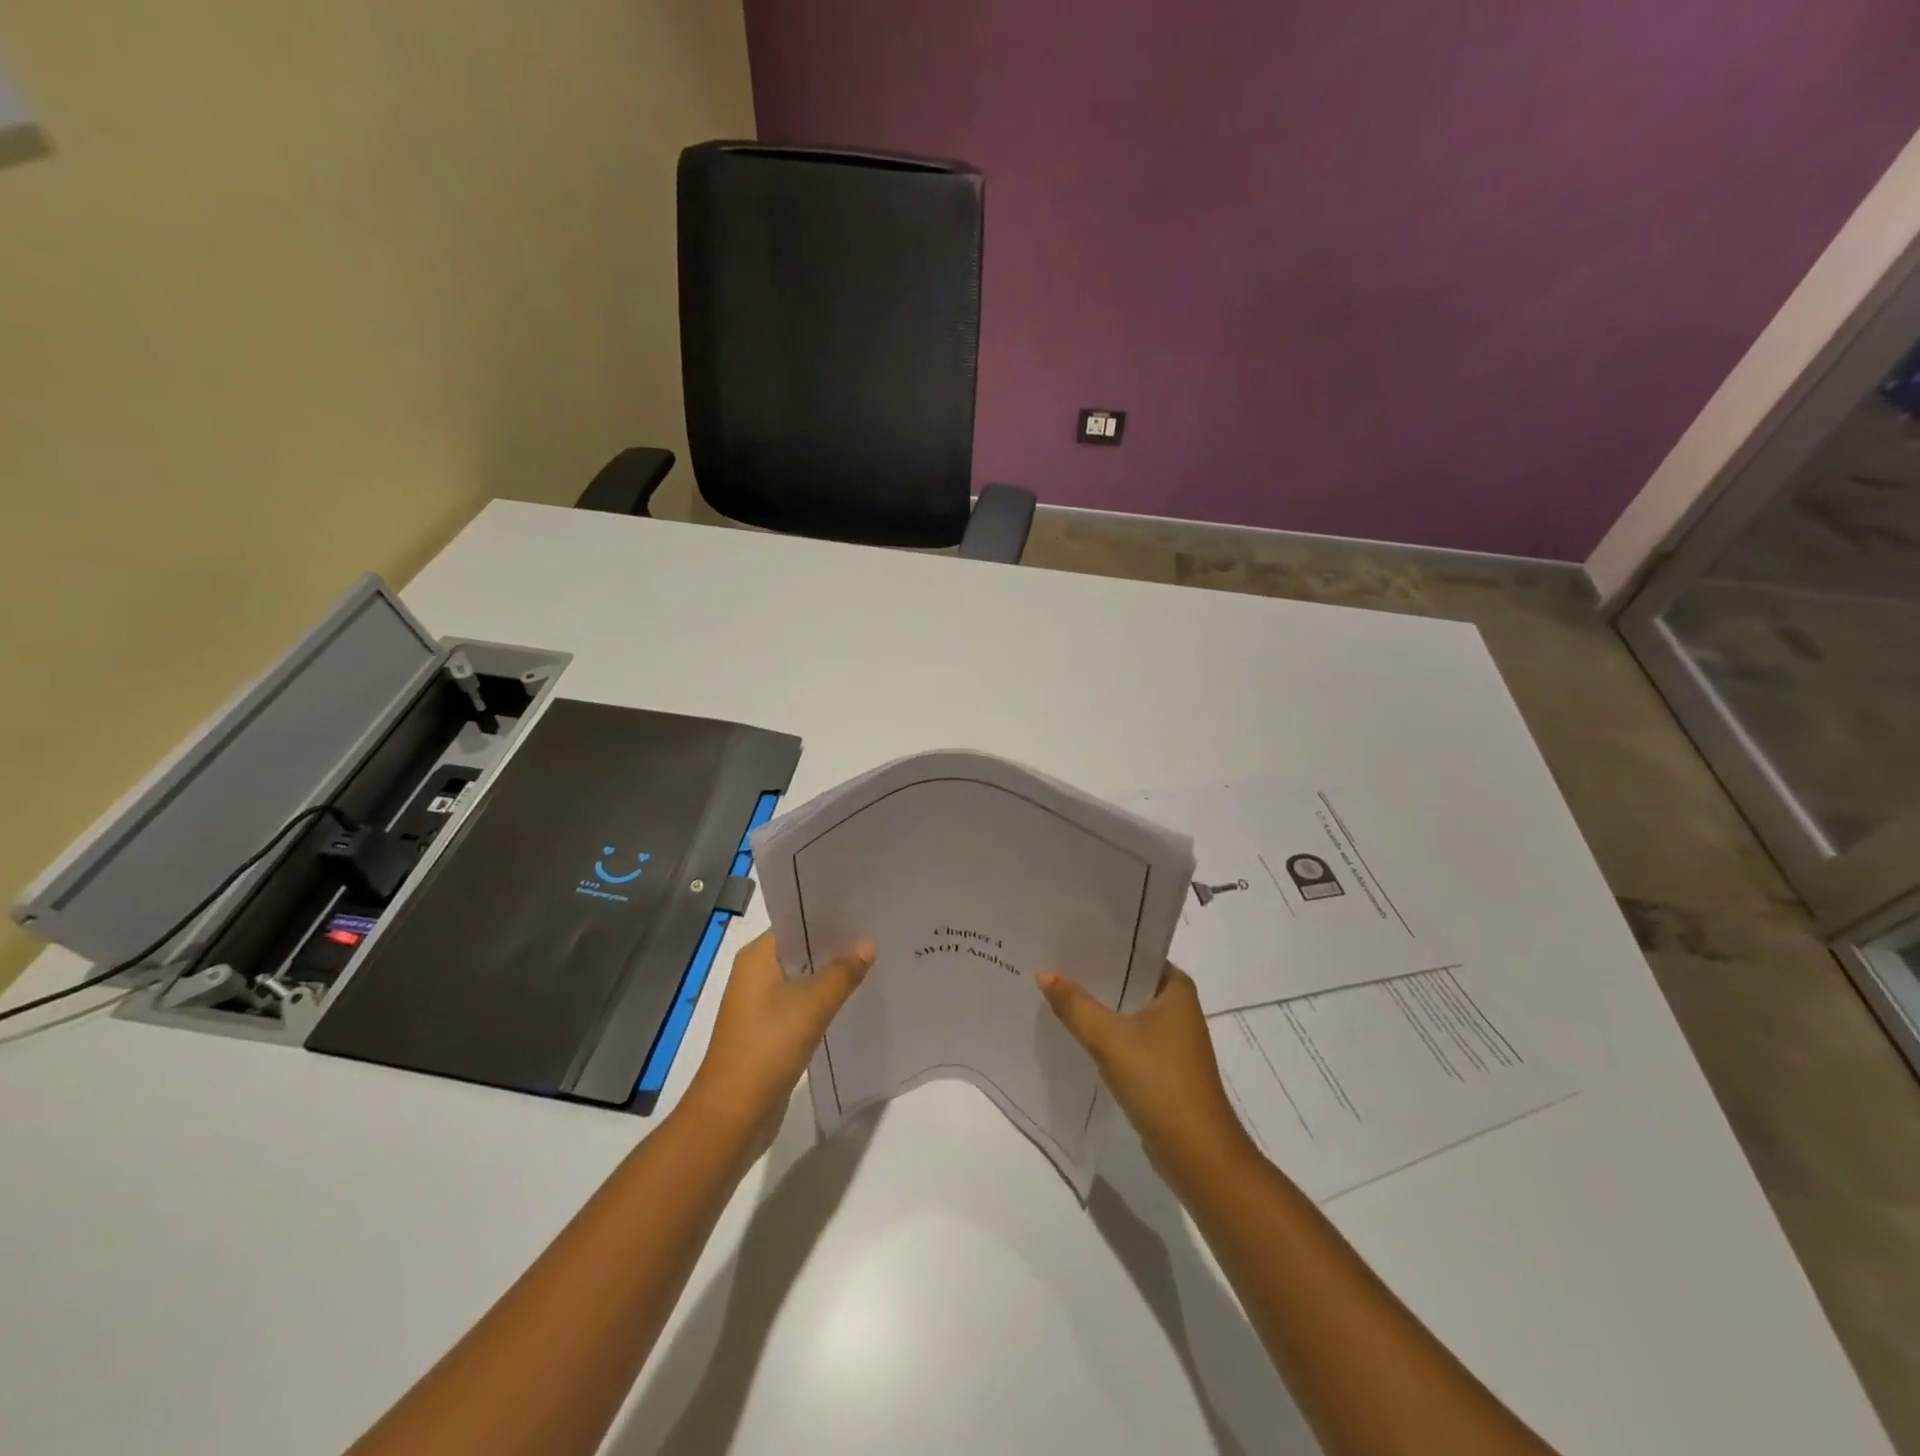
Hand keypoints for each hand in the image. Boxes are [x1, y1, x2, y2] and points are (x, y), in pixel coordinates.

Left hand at [684, 930, 874, 1147]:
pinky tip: (853, 999)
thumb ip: (842, 973)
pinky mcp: (769, 1030)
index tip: (864, 910)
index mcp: (757, 958)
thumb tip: (868, 943)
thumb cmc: (767, 1048)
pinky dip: (824, 999)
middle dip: (836, 944)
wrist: (732, 1115)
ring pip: (803, 978)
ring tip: (874, 961)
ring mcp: (760, 1004)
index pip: (796, 922)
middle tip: (878, 932)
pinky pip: (801, 1003)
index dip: (829, 916)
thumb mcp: (811, 1006)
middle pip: (801, 949)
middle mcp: (755, 974)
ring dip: (831, 973)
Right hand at [1038, 963, 1254, 1187]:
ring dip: (1097, 1004)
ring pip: (1126, 1009)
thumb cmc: (1160, 1082)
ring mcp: (1170, 1037)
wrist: (1196, 1153)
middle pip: (1128, 980)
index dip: (1102, 943)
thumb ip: (1075, 1005)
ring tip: (1055, 987)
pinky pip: (1127, 1035)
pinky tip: (1074, 1028)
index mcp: (1176, 987)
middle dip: (1094, 974)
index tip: (1067, 933)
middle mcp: (1177, 1006)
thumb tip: (1045, 972)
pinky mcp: (1161, 1063)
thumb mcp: (1110, 1039)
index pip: (1136, 951)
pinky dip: (1104, 1030)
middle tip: (1052, 958)